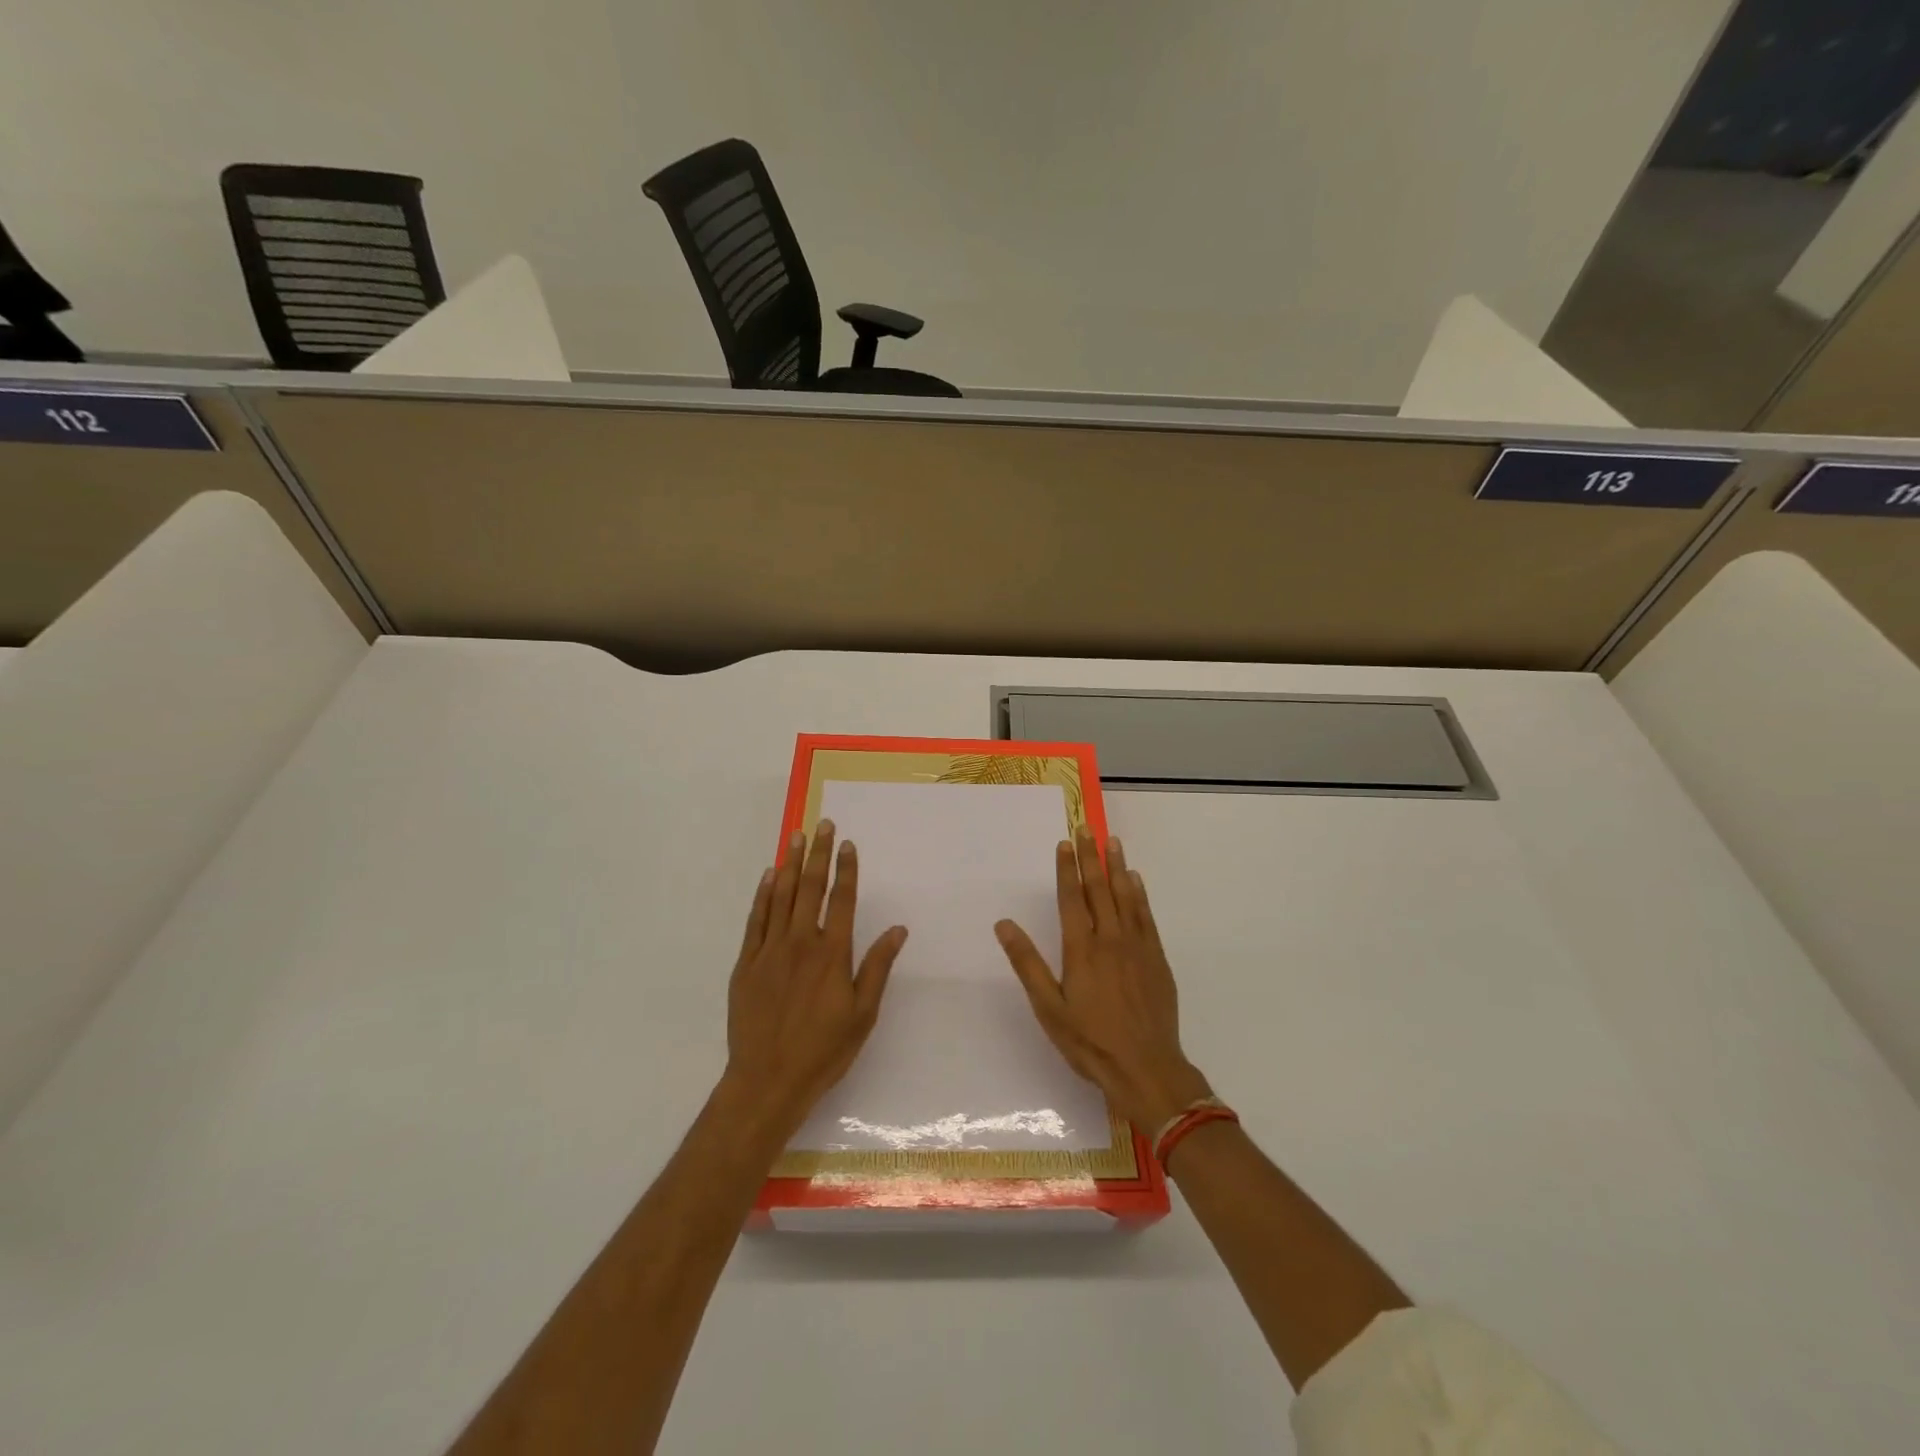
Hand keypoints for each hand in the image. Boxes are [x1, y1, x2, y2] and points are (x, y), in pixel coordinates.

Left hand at [722, 819, 907, 1140]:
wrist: (767, 1081)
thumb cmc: (823, 1050)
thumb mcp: (863, 1014)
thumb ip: (878, 967)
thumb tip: (898, 929)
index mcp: (832, 954)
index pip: (842, 900)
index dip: (846, 869)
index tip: (848, 844)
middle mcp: (801, 943)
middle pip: (810, 889)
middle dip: (818, 854)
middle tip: (822, 825)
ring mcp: (770, 951)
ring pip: (781, 897)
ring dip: (790, 864)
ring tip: (796, 837)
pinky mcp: (746, 964)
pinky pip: (755, 920)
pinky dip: (763, 895)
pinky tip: (769, 877)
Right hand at [995, 831, 1211, 1132]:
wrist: (1147, 1068)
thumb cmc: (1090, 1041)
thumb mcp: (1049, 1008)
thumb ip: (1027, 963)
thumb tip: (1004, 924)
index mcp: (1081, 948)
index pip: (1071, 898)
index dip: (1067, 868)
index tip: (1065, 843)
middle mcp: (1110, 938)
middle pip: (1099, 888)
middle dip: (1091, 857)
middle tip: (1087, 828)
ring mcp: (1137, 946)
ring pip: (1126, 896)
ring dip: (1117, 866)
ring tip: (1112, 841)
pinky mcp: (1156, 958)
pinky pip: (1146, 916)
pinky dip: (1140, 894)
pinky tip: (1136, 880)